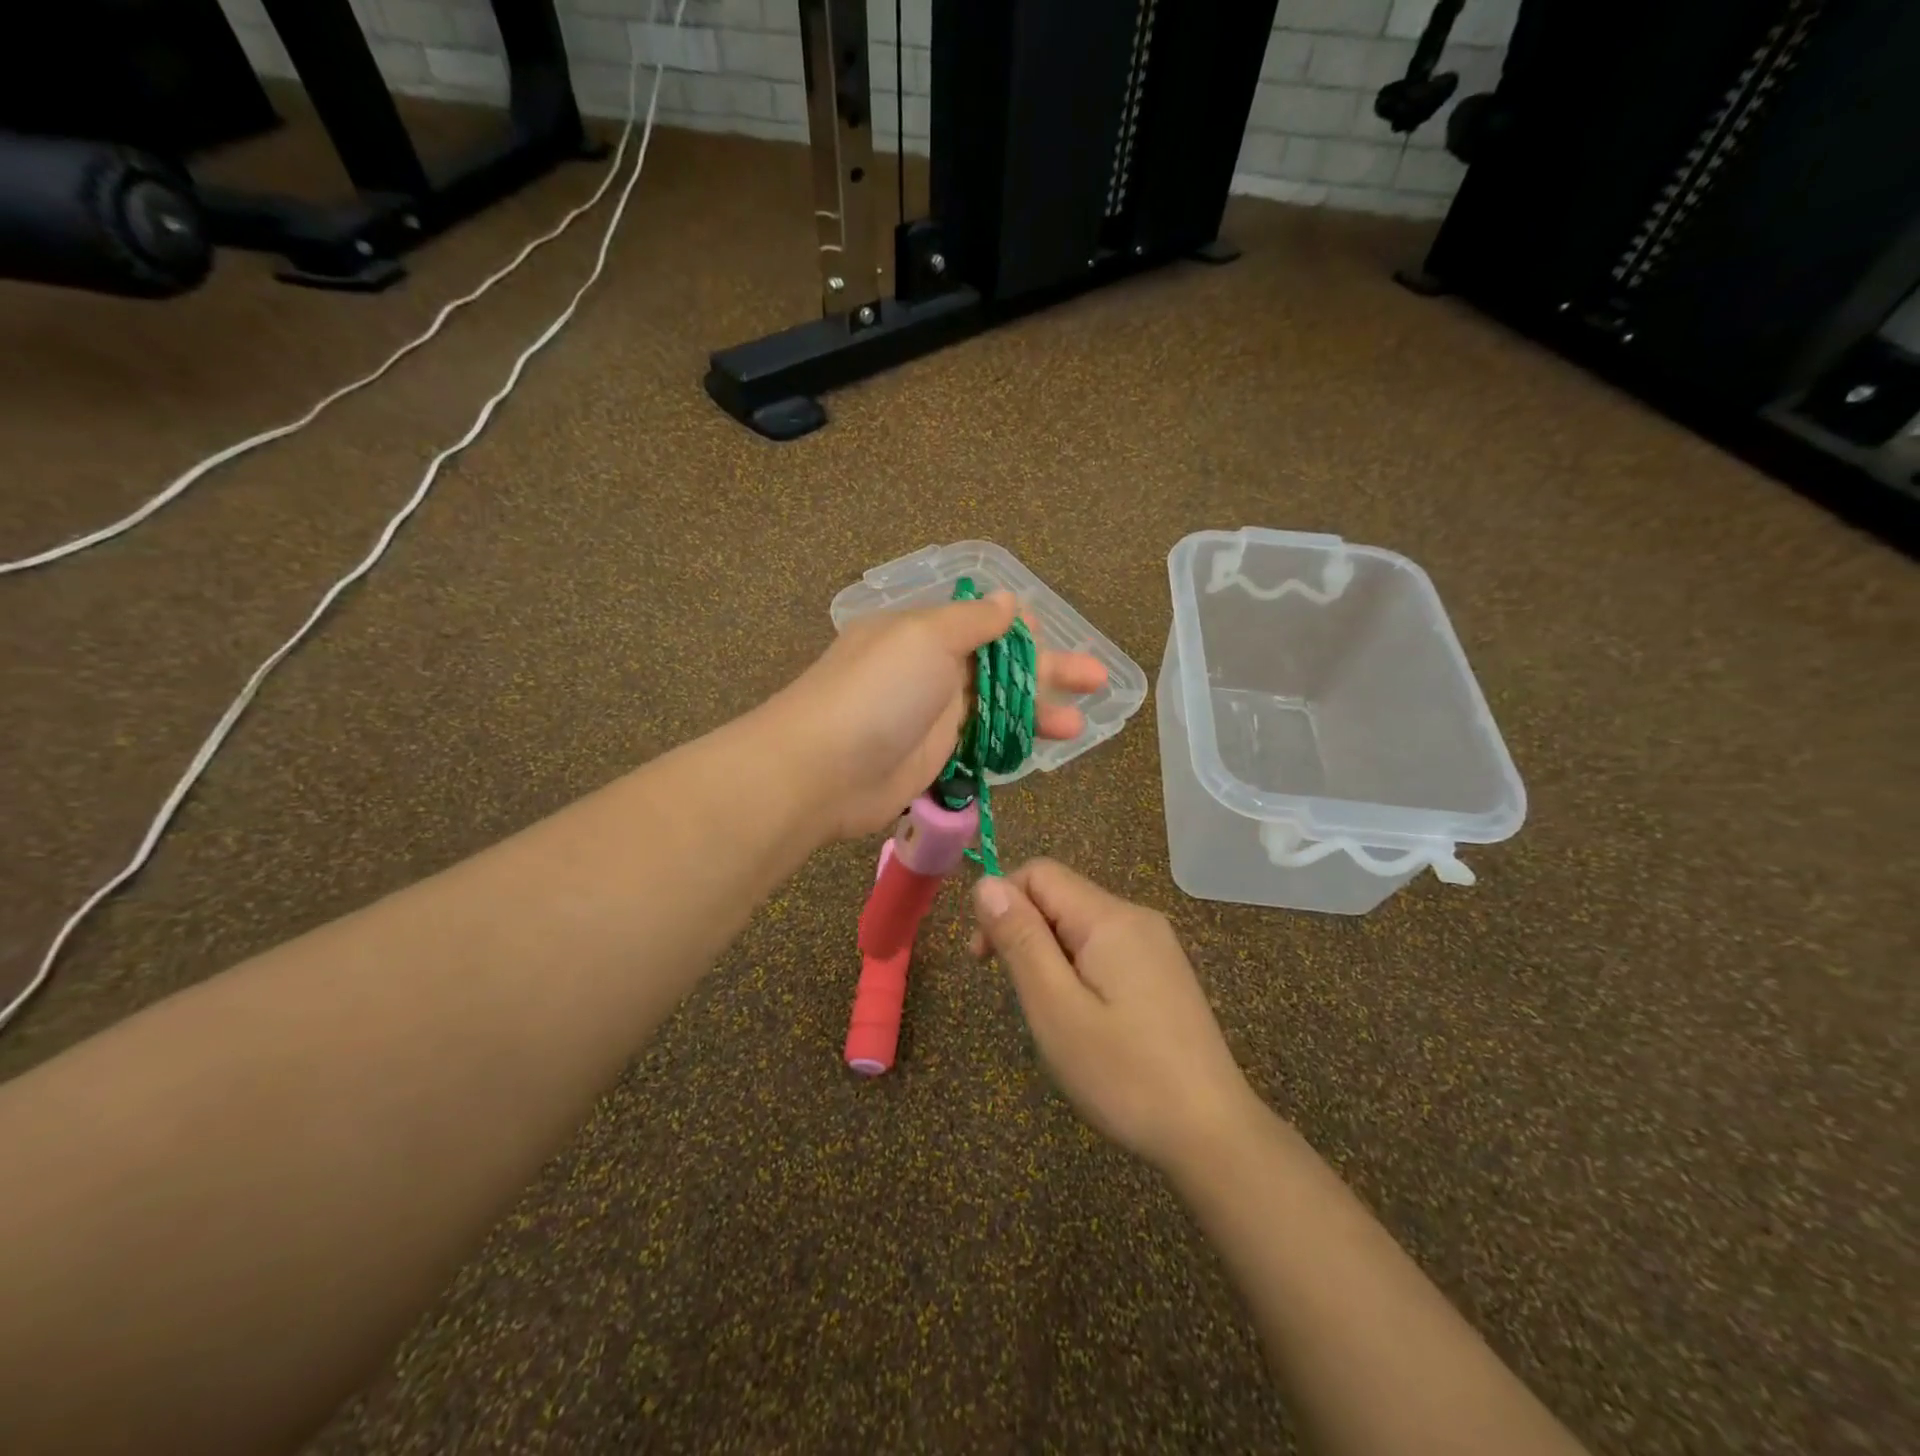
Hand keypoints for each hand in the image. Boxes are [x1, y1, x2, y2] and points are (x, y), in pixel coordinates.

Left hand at [776, 593, 1107, 841]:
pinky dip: (1013, 744)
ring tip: (1082, 723)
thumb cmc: (878, 691)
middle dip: (1048, 669)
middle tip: (1097, 678)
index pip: (980, 622)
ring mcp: (934, 717)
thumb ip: (972, 621)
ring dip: (1039, 711)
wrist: (823, 770)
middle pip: (999, 666)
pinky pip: (983, 744)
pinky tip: (1043, 748)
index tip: (1050, 631)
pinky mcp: (936, 759)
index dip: (1018, 626)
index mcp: (924, 632)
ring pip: (997, 708)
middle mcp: (930, 669)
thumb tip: (1007, 598)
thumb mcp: (925, 637)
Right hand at [969, 859, 1258, 1175]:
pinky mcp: (1164, 973)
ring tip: (1051, 1015)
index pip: (1039, 873)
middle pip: (1061, 897)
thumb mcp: (1055, 1008)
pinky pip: (1105, 950)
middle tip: (1018, 998)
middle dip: (1025, 933)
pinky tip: (1085, 1020)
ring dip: (1050, 956)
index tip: (985, 960)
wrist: (1213, 1135)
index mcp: (1110, 918)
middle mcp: (1136, 918)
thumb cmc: (1124, 1074)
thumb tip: (986, 883)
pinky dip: (1078, 971)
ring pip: (1081, 925)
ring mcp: (1156, 946)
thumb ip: (1020, 939)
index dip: (1002, 903)